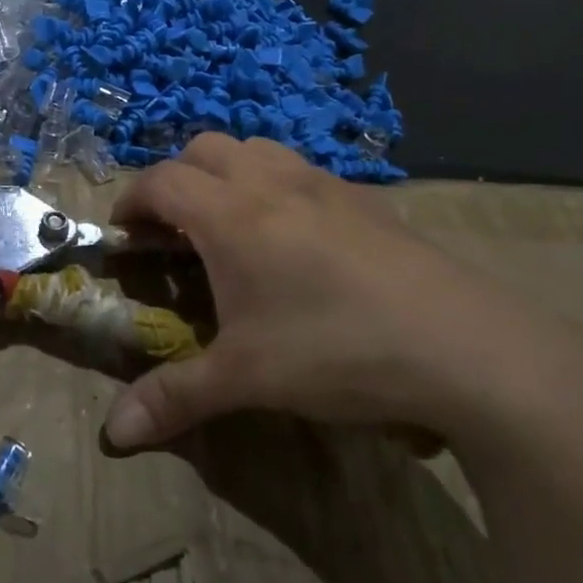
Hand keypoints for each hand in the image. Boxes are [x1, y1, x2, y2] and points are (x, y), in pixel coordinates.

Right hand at [100, 134, 582, 455]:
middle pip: (204, 148)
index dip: (130, 201)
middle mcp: (273, 184)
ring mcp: (327, 186)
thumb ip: (175, 398)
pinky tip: (296, 241)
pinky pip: (304, 171)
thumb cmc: (336, 351)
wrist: (468, 349)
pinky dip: (276, 187)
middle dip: (176, 179)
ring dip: (228, 174)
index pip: (161, 181)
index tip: (123, 235)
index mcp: (232, 214)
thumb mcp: (245, 378)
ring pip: (258, 149)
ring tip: (230, 226)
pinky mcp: (369, 201)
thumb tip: (114, 434)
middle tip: (174, 231)